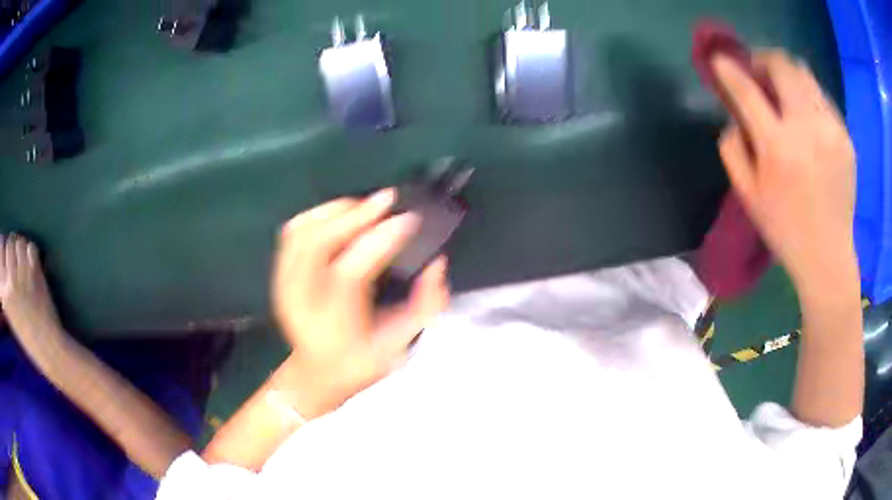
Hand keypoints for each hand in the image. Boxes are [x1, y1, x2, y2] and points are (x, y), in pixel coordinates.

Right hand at [0, 233, 64, 348]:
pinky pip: (31, 247)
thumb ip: (4, 282)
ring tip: (24, 264)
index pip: (0, 248)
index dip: (3, 246)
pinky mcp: (34, 273)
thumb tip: (2, 246)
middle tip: (16, 261)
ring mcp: (21, 276)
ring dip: (22, 249)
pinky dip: (32, 253)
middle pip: (9, 242)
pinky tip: (32, 266)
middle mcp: (9, 281)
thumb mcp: (8, 308)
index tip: (6, 252)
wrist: (46, 347)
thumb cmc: (25, 331)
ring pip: (19, 242)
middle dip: (13, 248)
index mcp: (3, 291)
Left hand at [271, 189, 448, 413]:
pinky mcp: (279, 274)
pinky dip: (317, 214)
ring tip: (366, 205)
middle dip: (357, 214)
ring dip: (337, 211)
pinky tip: (340, 213)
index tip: (410, 219)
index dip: (382, 240)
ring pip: (303, 231)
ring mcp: (284, 284)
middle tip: (388, 199)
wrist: (316, 373)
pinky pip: (293, 231)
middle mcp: (301, 301)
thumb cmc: (361, 362)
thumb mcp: (401, 345)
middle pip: (319, 243)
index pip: (352, 271)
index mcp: (332, 324)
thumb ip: (425, 306)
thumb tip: (437, 263)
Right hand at [713, 50, 857, 289]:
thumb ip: (732, 149)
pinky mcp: (845, 137)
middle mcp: (807, 128)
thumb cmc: (785, 229)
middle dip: (763, 60)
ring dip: (787, 74)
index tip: (720, 61)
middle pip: (781, 66)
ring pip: (804, 74)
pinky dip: (808, 96)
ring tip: (783, 91)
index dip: (729, 70)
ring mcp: (831, 129)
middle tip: (757, 73)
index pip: (747, 90)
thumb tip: (735, 116)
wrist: (828, 256)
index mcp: (778, 147)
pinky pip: (822, 97)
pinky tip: (806, 117)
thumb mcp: (748, 195)